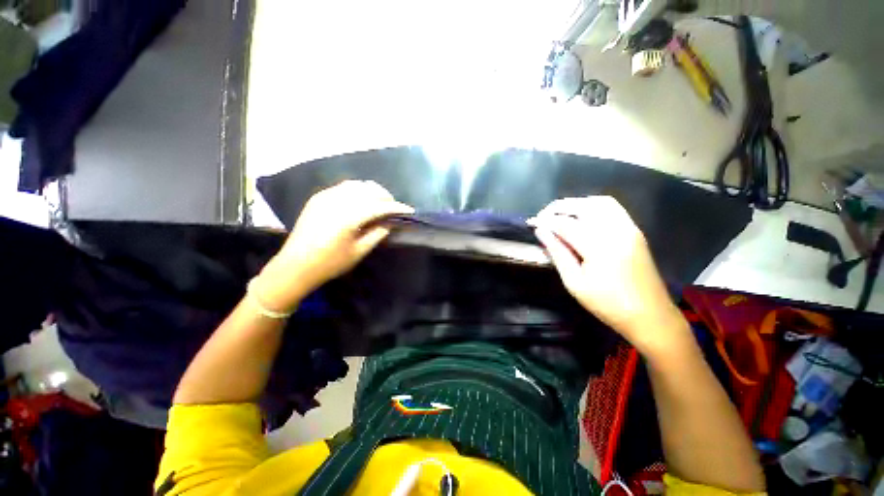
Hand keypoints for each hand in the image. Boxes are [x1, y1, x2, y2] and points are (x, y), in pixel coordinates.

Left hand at [257, 181, 413, 311]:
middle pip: (369, 190)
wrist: (295, 265)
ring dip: (372, 191)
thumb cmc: (330, 263)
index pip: (379, 206)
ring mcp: (326, 196)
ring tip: (380, 202)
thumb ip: (377, 234)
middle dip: (386, 196)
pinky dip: (358, 190)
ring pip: (357, 185)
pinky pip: (344, 187)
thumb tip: (389, 222)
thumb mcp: (359, 252)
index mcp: (348, 217)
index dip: (396, 207)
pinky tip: (362, 200)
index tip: (409, 210)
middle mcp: (337, 201)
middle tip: (394, 207)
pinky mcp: (319, 197)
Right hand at [529, 196, 690, 357]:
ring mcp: (629, 228)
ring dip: (576, 204)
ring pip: (599, 202)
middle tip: (543, 216)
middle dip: (559, 207)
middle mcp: (615, 230)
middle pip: (583, 206)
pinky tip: (582, 217)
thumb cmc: (607, 304)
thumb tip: (541, 232)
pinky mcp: (635, 231)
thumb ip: (557, 253)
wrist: (650, 316)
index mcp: (598, 247)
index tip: (531, 223)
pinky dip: (593, 206)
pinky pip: (612, 208)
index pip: (565, 224)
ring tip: (561, 214)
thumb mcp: (574, 283)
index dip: (545, 221)